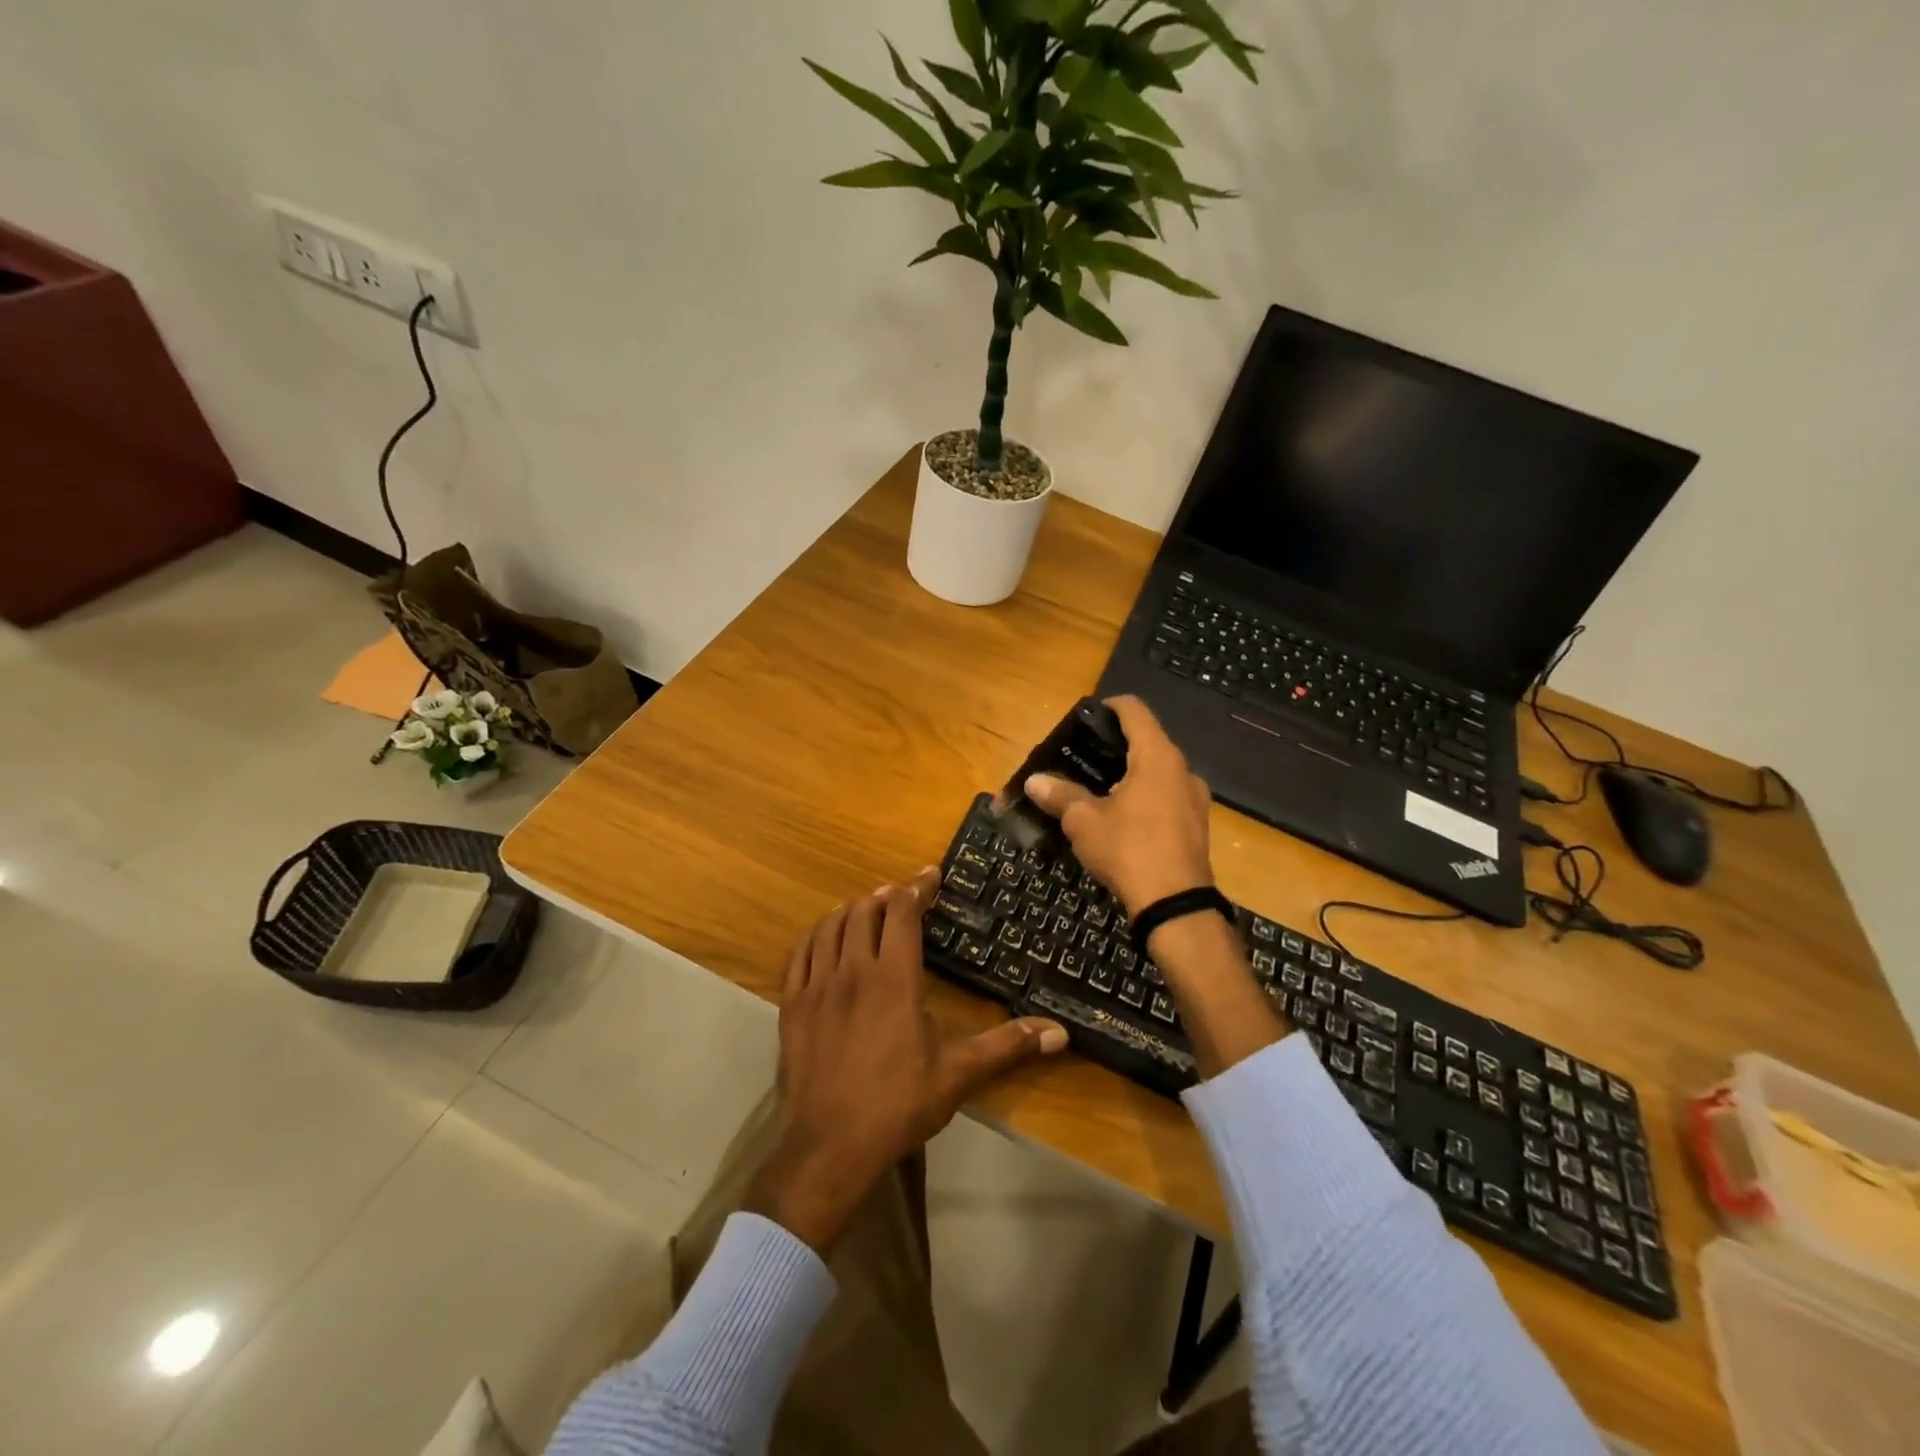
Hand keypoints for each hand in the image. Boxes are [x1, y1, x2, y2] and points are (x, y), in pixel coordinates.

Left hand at [746, 870, 1067, 1253]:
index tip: (931, 875)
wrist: (831, 1146)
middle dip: (886, 896)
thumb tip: (1060, 1033)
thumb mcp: (958, 1074)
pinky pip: (800, 953)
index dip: (918, 888)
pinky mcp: (792, 1005)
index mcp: (894, 978)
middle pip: (865, 911)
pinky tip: (824, 938)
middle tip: (902, 898)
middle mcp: (853, 970)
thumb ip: (1007, 1047)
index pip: (904, 914)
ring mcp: (817, 986)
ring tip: (867, 910)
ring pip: (830, 926)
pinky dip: (816, 935)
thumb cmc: (898, 1104)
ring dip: (851, 910)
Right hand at [1024, 696, 1214, 917]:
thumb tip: (1033, 781)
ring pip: (1159, 772)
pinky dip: (1146, 796)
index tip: (1088, 717)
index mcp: (1157, 757)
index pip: (1135, 711)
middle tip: (1084, 757)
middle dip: (1116, 746)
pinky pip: (1168, 797)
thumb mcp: (1084, 822)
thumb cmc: (1128, 849)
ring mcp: (1195, 798)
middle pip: (1148, 741)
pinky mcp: (1197, 825)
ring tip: (1100, 789)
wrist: (1174, 905)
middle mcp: (1182, 770)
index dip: (1110, 707)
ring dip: (1132, 774)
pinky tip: (1124, 818)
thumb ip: (1060, 796)